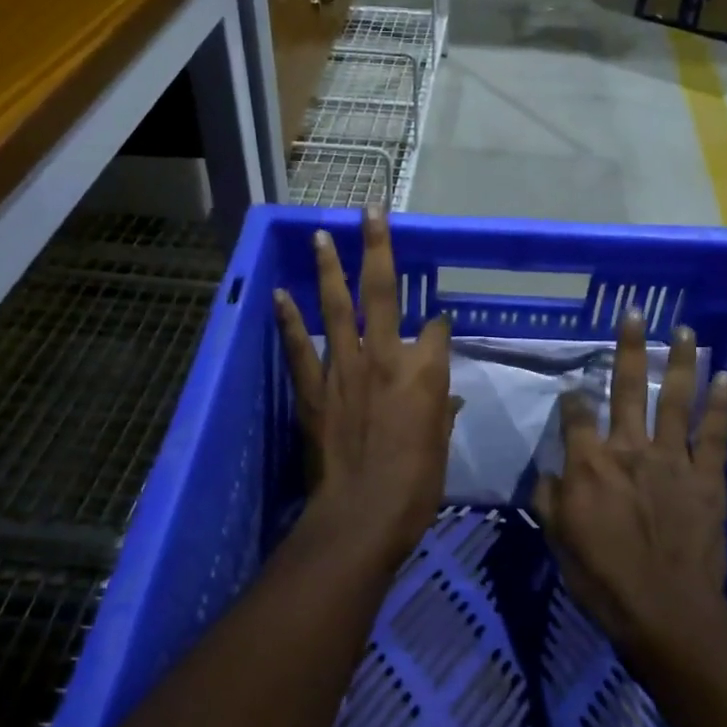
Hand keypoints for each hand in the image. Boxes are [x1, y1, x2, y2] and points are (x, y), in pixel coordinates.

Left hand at [274, 209, 453, 567]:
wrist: (363, 515)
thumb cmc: (416, 484)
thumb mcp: (440, 445)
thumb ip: (441, 411)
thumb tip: (446, 397)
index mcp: (424, 370)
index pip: (435, 328)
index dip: (438, 324)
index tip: (437, 325)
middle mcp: (385, 355)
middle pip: (383, 290)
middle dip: (378, 247)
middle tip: (371, 211)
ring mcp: (344, 367)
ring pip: (337, 306)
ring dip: (330, 268)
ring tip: (323, 235)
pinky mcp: (315, 388)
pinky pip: (299, 347)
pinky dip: (289, 319)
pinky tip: (280, 293)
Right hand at [535, 312, 726, 649]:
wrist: (665, 612)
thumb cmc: (603, 578)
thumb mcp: (558, 539)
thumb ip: (548, 498)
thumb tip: (548, 473)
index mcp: (589, 463)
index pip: (576, 413)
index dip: (573, 397)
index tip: (574, 391)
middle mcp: (629, 449)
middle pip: (626, 388)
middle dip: (628, 348)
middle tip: (635, 314)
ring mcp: (672, 460)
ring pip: (674, 400)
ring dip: (680, 363)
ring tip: (687, 331)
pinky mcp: (706, 478)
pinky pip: (714, 435)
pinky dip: (720, 405)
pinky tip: (726, 377)